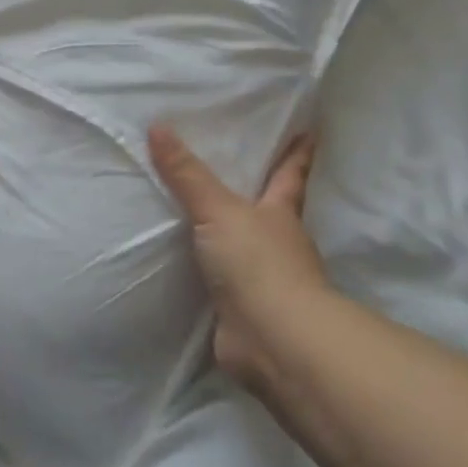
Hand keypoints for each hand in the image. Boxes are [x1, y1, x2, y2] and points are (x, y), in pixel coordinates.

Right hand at [148, 123, 325, 388]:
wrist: (273, 339)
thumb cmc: (258, 262)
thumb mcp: (218, 209)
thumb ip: (187, 174)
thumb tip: (157, 126)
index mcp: (280, 212)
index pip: (291, 174)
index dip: (297, 154)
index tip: (310, 132)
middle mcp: (277, 243)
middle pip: (270, 210)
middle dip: (258, 193)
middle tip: (236, 168)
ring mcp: (264, 280)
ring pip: (245, 247)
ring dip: (229, 235)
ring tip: (197, 215)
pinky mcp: (243, 310)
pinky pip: (221, 282)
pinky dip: (208, 274)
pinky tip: (185, 266)